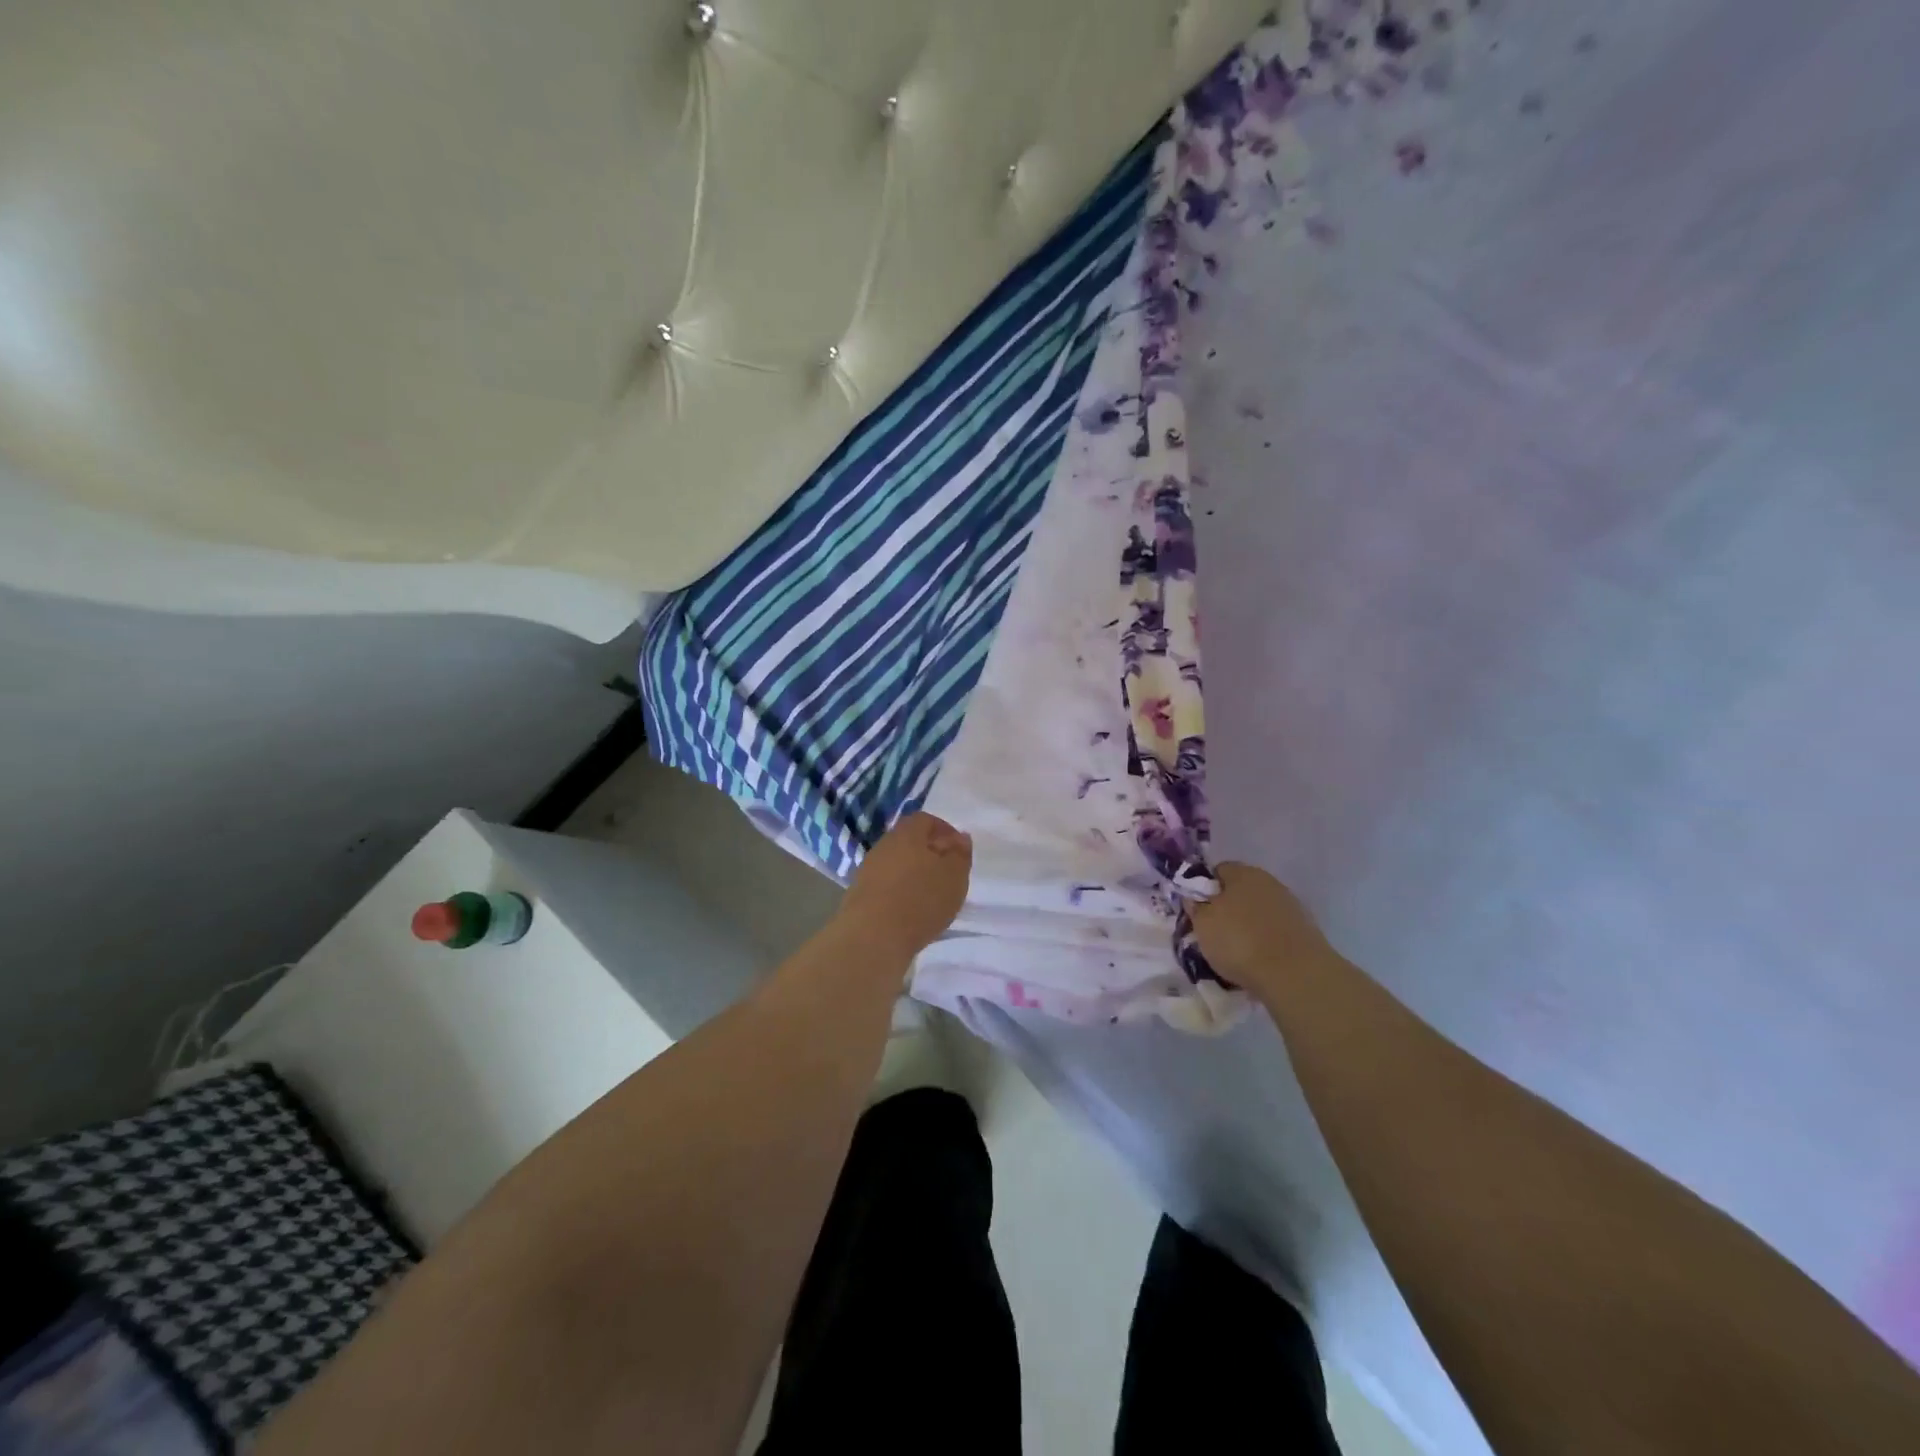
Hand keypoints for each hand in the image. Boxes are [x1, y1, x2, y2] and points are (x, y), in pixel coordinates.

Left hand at [838, 813, 972, 960]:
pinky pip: (885, 884)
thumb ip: (960, 854)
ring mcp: (867, 869)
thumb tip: (960, 837)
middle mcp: (884, 845)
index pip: (925, 820)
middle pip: (909, 841)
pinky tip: (910, 910)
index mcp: (907, 833)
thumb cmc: (920, 900)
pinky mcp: (859, 894)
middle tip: (947, 872)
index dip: (944, 830)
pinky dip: (899, 891)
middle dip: (929, 853)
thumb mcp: (955, 876)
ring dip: (913, 874)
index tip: (958, 849)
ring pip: (896, 863)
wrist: (872, 936)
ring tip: (930, 895)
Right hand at [1190, 862, 1335, 995]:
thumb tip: (1195, 898)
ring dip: (1249, 925)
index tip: (1199, 911)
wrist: (1295, 974)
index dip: (1205, 889)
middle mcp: (1269, 882)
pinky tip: (1260, 960)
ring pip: (1260, 912)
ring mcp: (1291, 906)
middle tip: (1215, 932)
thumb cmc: (1239, 942)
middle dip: (1228, 908)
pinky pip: (1276, 931)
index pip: (1218, 871)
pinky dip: (1267, 941)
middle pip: (1241, 891)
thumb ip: (1196, 907)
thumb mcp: (1202, 925)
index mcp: (1243, 873)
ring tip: (1238, 952)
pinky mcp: (1306, 930)